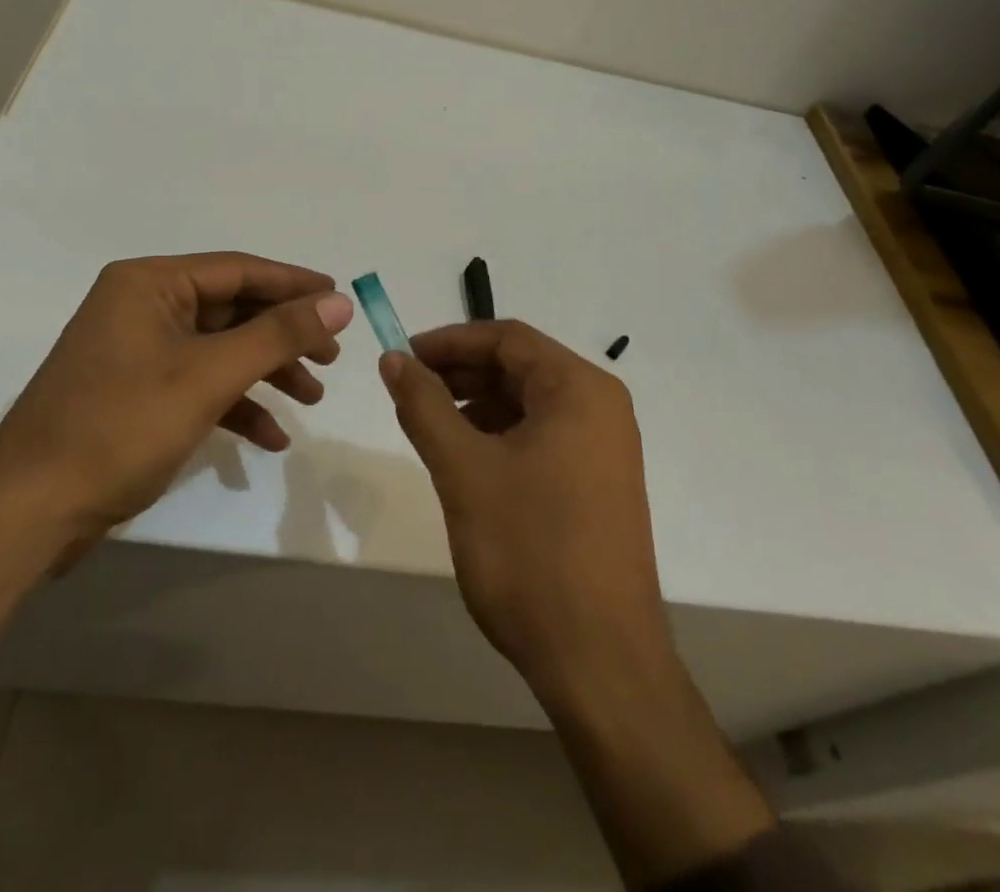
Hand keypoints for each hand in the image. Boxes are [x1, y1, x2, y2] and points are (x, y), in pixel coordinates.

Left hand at [0, 252, 354, 537]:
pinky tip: (270, 437)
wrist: (28, 513)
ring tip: (312, 398)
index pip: (238, 269)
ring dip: (266, 372)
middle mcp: (142, 306)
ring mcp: (137, 351)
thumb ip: (278, 335)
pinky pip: (198, 383)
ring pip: (219, 348)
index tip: (341, 299)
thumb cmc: (121, 427)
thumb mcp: (209, 376)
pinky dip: (235, 404)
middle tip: (331, 357)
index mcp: (149, 283)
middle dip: (283, 335)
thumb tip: (340, 301)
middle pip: (232, 309)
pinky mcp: (136, 392)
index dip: (294, 284)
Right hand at [379, 320, 669, 698]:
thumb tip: (394, 359)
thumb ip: (424, 406)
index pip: (507, 338)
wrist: (600, 662)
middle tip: (409, 391)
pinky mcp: (600, 483)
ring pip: (530, 404)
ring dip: (477, 406)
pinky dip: (501, 437)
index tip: (403, 357)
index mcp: (579, 389)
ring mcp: (606, 447)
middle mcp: (601, 407)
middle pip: (520, 367)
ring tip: (431, 428)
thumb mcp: (464, 470)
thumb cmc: (530, 551)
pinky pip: (544, 437)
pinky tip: (468, 461)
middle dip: (461, 374)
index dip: (450, 341)